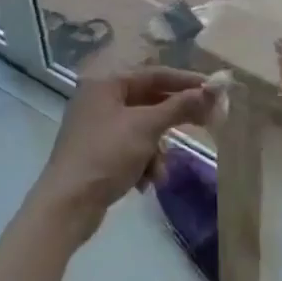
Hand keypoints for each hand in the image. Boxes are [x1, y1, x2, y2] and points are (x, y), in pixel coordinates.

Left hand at [29, 66, 219, 243]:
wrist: (67, 206)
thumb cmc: (106, 155)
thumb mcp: (146, 127)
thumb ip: (180, 106)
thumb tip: (214, 88)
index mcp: (106, 84)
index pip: (154, 74)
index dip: (186, 82)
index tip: (214, 89)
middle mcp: (99, 100)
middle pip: (149, 102)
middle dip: (173, 119)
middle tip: (207, 123)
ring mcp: (97, 128)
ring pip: (143, 130)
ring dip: (157, 150)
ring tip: (159, 171)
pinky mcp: (98, 154)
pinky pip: (131, 149)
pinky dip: (143, 163)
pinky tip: (145, 183)